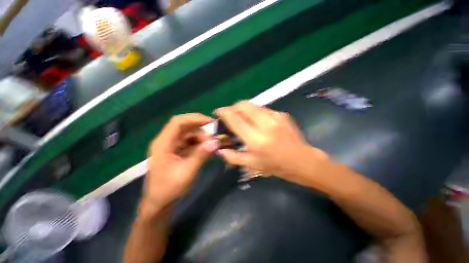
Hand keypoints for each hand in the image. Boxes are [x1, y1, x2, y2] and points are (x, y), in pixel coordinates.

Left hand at [143, 113, 218, 211]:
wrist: (159, 203)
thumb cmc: (169, 189)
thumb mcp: (187, 172)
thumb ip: (201, 155)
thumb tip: (216, 142)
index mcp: (163, 143)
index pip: (178, 122)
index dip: (194, 118)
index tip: (210, 122)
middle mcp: (166, 141)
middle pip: (185, 126)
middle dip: (201, 130)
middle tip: (213, 138)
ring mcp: (171, 146)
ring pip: (189, 134)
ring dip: (201, 137)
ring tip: (210, 146)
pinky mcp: (177, 151)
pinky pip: (190, 142)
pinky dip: (199, 143)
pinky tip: (206, 149)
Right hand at [216, 101, 328, 180]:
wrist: (303, 160)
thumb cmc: (276, 166)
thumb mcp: (252, 165)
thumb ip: (232, 157)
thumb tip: (219, 149)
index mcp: (256, 140)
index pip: (235, 119)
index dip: (224, 112)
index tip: (218, 112)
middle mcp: (265, 125)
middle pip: (243, 105)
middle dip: (233, 107)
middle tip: (231, 115)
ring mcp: (276, 117)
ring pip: (253, 105)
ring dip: (244, 109)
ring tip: (243, 118)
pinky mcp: (282, 114)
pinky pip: (263, 109)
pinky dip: (255, 112)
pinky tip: (257, 121)